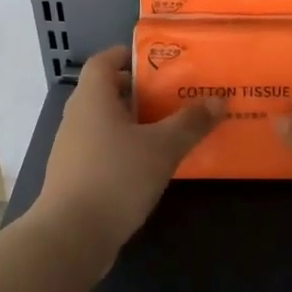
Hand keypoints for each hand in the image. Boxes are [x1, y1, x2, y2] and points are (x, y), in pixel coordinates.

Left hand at [31, 45, 222, 265]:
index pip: (104, 61)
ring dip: (134, 122)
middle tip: (174, 95)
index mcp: (92, 98)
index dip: (128, 55)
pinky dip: (126, 148)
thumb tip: (220, 99)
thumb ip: (191, 122)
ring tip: (169, 128)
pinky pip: (103, 149)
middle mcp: (77, 117)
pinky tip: (150, 164)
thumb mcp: (163, 147)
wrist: (72, 235)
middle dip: (140, 91)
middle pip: (107, 91)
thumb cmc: (116, 177)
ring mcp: (72, 148)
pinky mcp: (75, 176)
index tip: (158, 61)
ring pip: (106, 123)